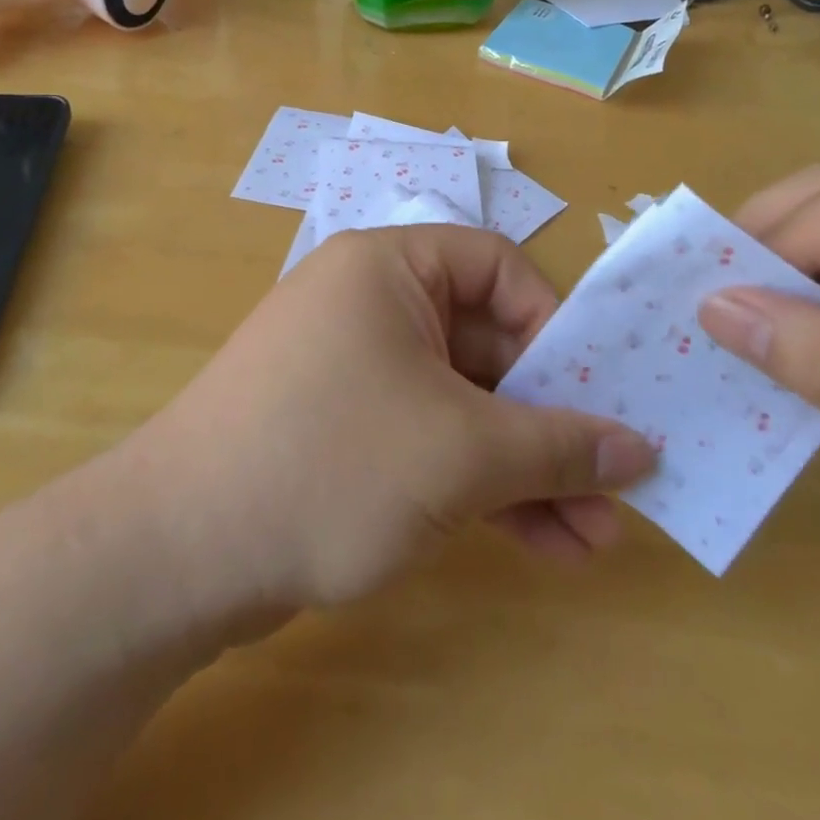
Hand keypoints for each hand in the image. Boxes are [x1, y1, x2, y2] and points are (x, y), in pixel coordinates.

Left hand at [141, 226, 657, 611]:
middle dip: (551, 420)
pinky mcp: (345, 430)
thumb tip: (640, 449)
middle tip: (615, 485)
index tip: (592, 392)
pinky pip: (429, 438)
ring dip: (526, 467)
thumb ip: (557, 446)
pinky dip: (480, 485)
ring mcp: (356, 370)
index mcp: (389, 268)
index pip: (497, 266)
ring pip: (463, 403)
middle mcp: (372, 305)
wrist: (179, 553)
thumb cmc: (330, 461)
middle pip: (487, 343)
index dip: (552, 324)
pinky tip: (542, 545)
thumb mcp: (459, 453)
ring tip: (594, 539)